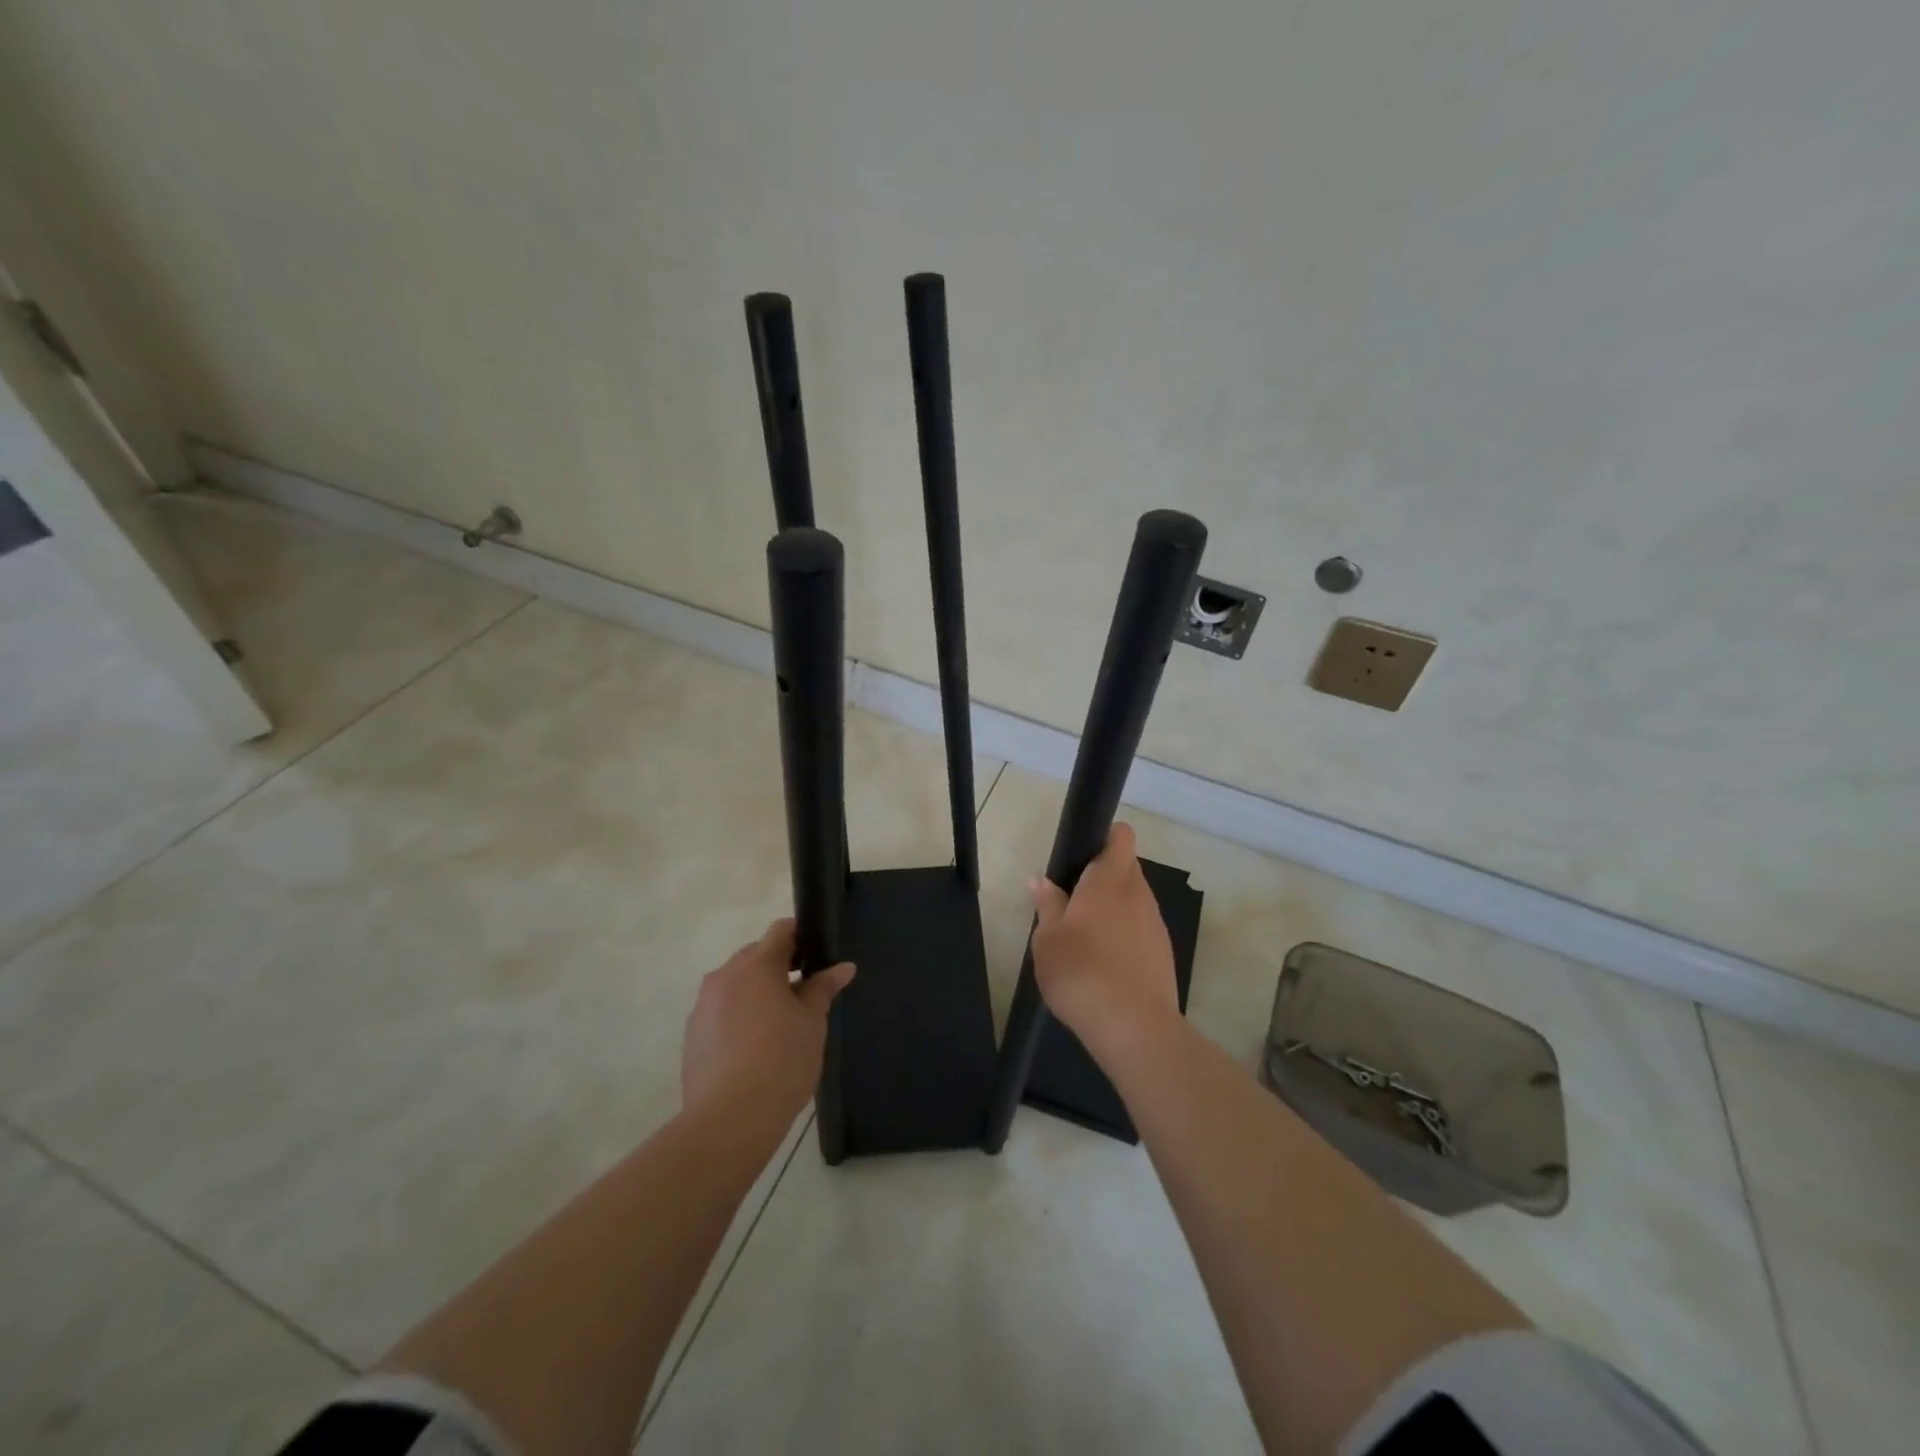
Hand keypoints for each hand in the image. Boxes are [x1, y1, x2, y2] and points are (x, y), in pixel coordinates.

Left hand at [681, 919, 853, 1124]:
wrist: (730, 1119)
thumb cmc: (782, 1060)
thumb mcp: (813, 1021)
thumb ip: (823, 988)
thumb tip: (843, 967)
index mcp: (757, 965)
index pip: (781, 930)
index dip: (801, 936)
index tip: (817, 955)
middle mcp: (724, 976)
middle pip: (756, 956)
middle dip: (779, 967)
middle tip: (804, 995)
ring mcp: (703, 1006)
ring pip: (736, 985)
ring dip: (757, 993)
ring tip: (779, 1026)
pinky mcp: (692, 1035)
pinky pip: (720, 1012)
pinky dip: (738, 1017)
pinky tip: (754, 1049)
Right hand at [1029, 823, 1177, 1055]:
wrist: (1131, 1026)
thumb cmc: (1079, 970)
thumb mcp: (1047, 937)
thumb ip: (1048, 904)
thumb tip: (1041, 881)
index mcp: (1110, 879)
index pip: (1120, 836)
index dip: (1103, 837)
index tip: (1081, 855)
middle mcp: (1139, 893)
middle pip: (1125, 869)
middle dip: (1102, 879)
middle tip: (1071, 904)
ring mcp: (1156, 924)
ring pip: (1134, 901)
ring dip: (1114, 910)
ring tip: (1085, 940)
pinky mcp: (1164, 954)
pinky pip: (1141, 931)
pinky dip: (1125, 938)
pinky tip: (1105, 966)